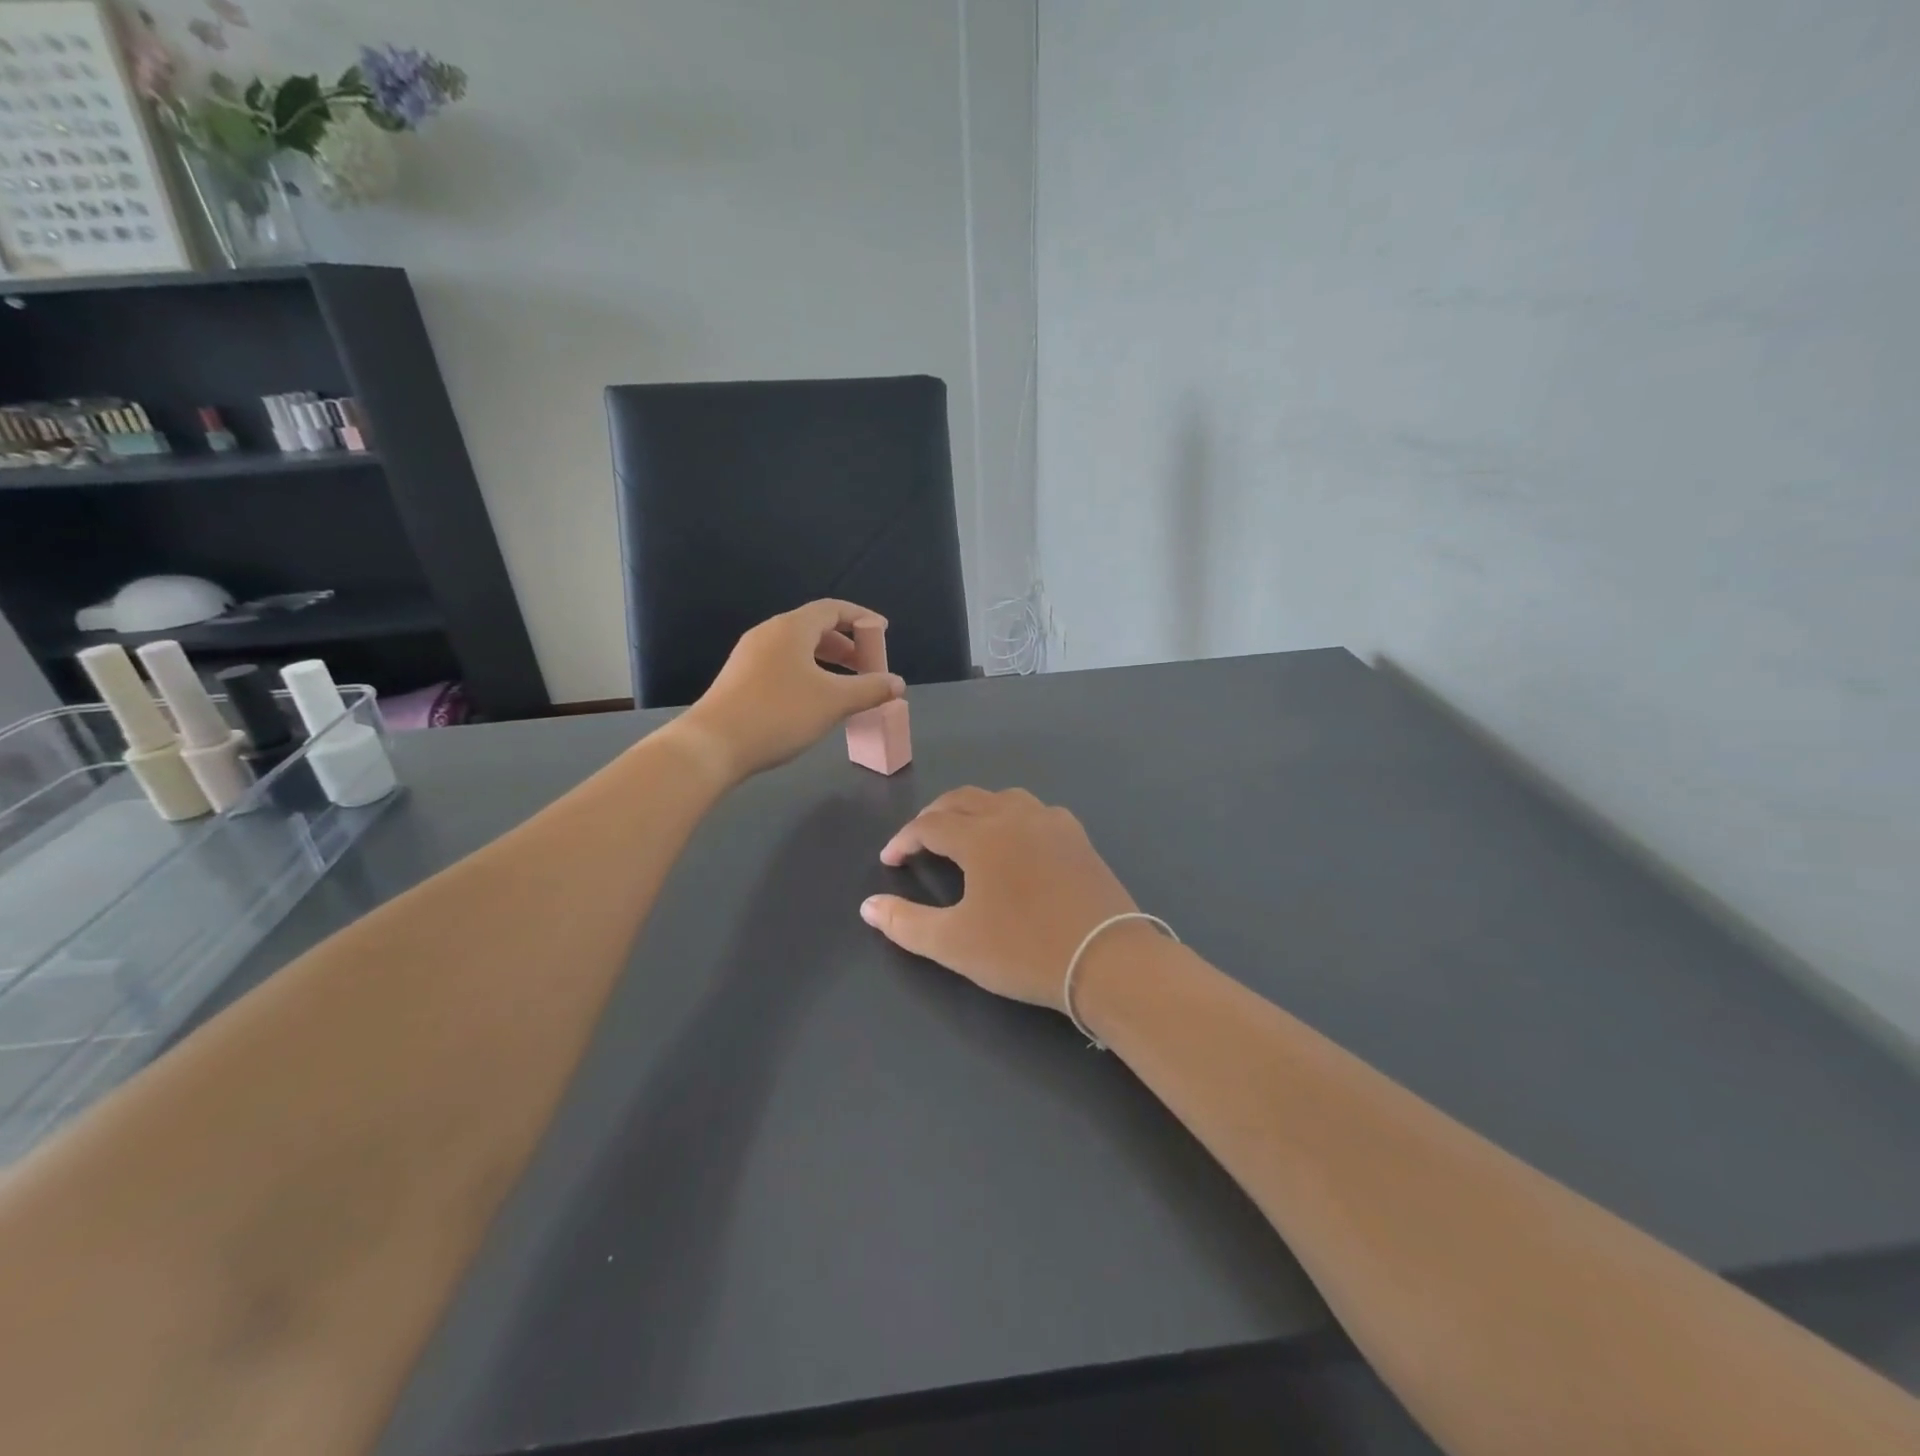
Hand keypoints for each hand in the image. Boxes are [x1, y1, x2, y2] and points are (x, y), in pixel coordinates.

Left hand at [674, 600, 904, 782]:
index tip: (883, 632)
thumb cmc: (779, 714)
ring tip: (845, 685)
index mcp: (791, 628)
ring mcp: (750, 656)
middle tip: (867, 665)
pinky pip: (782, 665)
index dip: (861, 618)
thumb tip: (897, 683)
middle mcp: (768, 634)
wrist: (713, 745)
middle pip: (814, 627)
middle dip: (846, 644)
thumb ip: (870, 689)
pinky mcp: (740, 679)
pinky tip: (814, 701)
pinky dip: (807, 673)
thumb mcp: (834, 702)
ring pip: (797, 649)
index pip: (832, 609)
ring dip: (826, 661)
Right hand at [860, 788, 1143, 1009]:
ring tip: (963, 834)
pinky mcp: (1077, 836)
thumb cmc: (1023, 951)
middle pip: (963, 800)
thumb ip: (905, 923)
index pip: (929, 825)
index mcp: (980, 836)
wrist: (1107, 959)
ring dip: (973, 810)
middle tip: (918, 840)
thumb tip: (867, 906)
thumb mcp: (955, 944)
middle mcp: (1013, 816)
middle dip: (934, 816)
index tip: (890, 860)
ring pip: (1001, 799)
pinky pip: (1034, 811)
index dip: (904, 839)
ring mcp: (1051, 822)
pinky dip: (1011, 817)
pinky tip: (1015, 842)